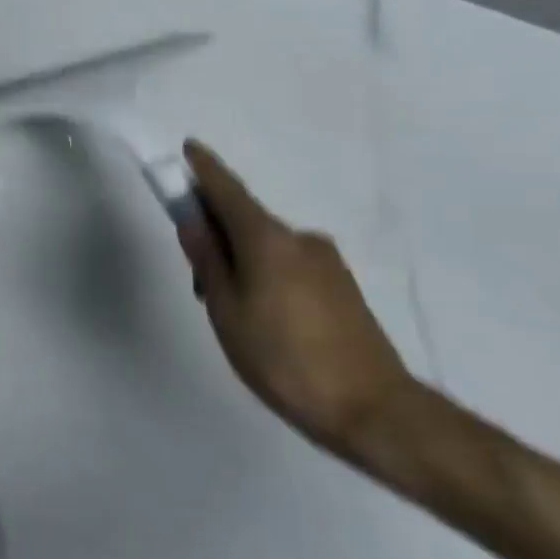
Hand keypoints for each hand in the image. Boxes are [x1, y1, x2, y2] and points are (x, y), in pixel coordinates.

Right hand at [178, 142, 417, 462]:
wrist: (373, 410)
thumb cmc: (283, 359)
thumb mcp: (227, 311)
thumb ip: (208, 261)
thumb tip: (193, 221)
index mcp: (268, 240)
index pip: (227, 191)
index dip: (204, 169)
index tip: (187, 148)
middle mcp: (300, 239)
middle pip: (246, 221)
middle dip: (216, 234)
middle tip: (196, 278)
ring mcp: (326, 262)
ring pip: (268, 248)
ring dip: (241, 261)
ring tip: (232, 312)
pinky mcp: (342, 287)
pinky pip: (289, 265)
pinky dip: (265, 274)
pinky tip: (264, 318)